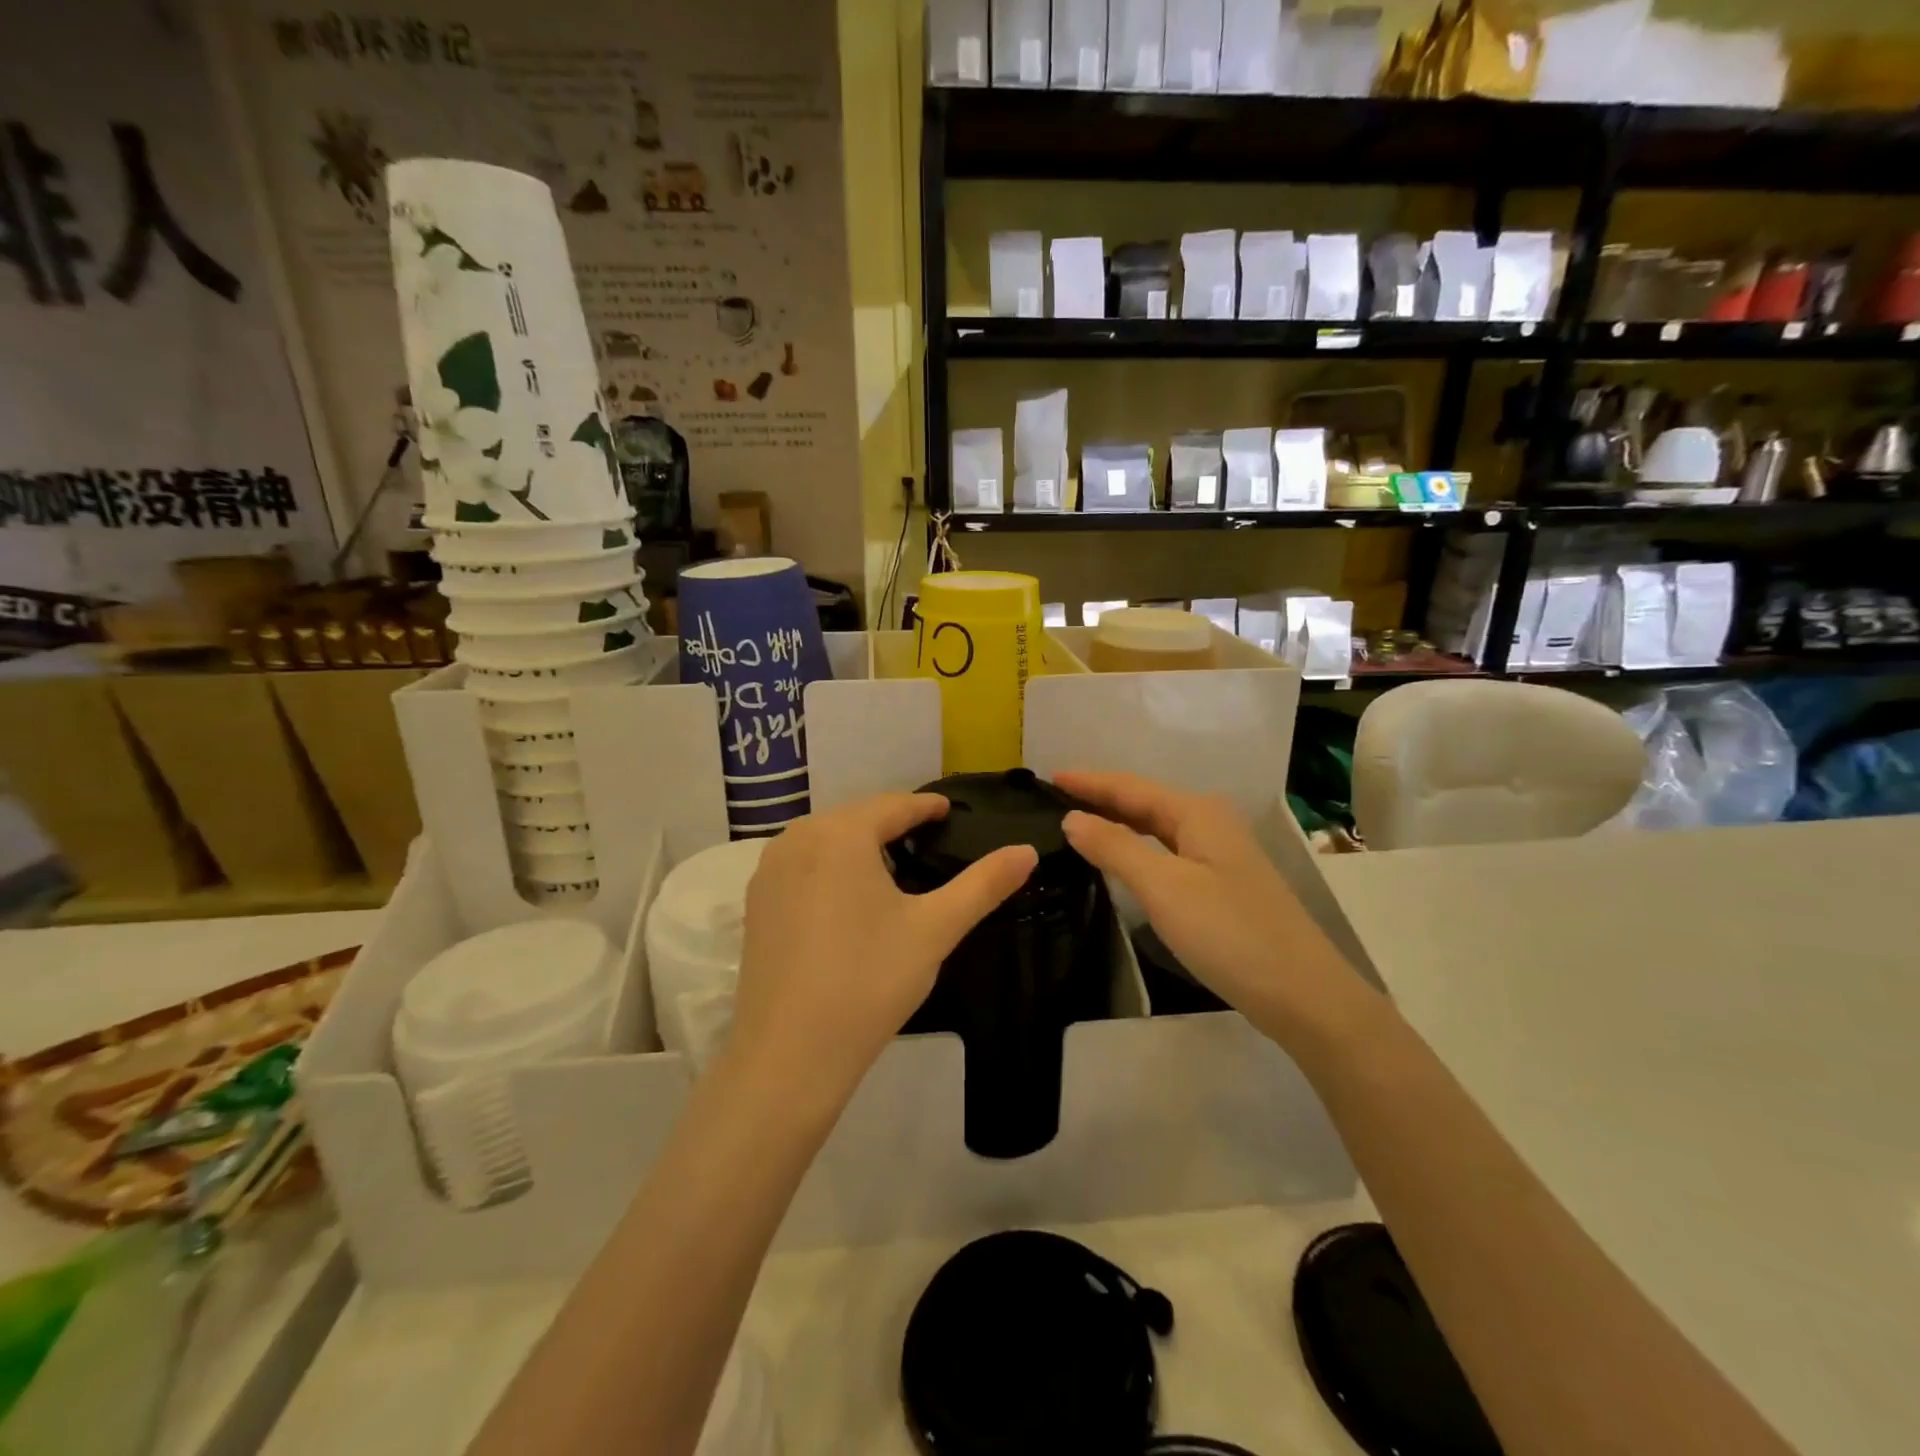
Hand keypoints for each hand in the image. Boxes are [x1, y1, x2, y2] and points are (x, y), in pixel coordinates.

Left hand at [730, 793, 1036, 1102]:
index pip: (894, 805)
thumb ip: (983, 884)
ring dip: (861, 844)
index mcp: (840, 834)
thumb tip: (1027, 850)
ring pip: (826, 840)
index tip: (950, 810)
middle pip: (857, 817)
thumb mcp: (934, 929)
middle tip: (930, 839)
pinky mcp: (755, 903)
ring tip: (895, 866)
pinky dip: (831, 867)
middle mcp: (797, 838)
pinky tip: (849, 897)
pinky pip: (803, 864)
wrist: (789, 1055)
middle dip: (894, 823)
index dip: (926, 806)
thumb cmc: (868, 982)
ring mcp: (769, 870)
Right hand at [1056, 771, 1369, 1048]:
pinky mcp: (1222, 885)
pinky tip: (1122, 861)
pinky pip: (1167, 853)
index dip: (1089, 781)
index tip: (1048, 778)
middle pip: (1145, 802)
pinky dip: (1137, 849)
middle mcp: (1210, 824)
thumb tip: (1072, 817)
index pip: (1130, 787)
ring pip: (1157, 828)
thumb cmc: (1229, 933)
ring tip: (1078, 823)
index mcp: (1197, 813)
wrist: (1303, 995)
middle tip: (1055, 800)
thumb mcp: (1163, 888)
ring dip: (1118, 823)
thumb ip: (1115, 847)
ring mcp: (1220, 855)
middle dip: (1101, 798)